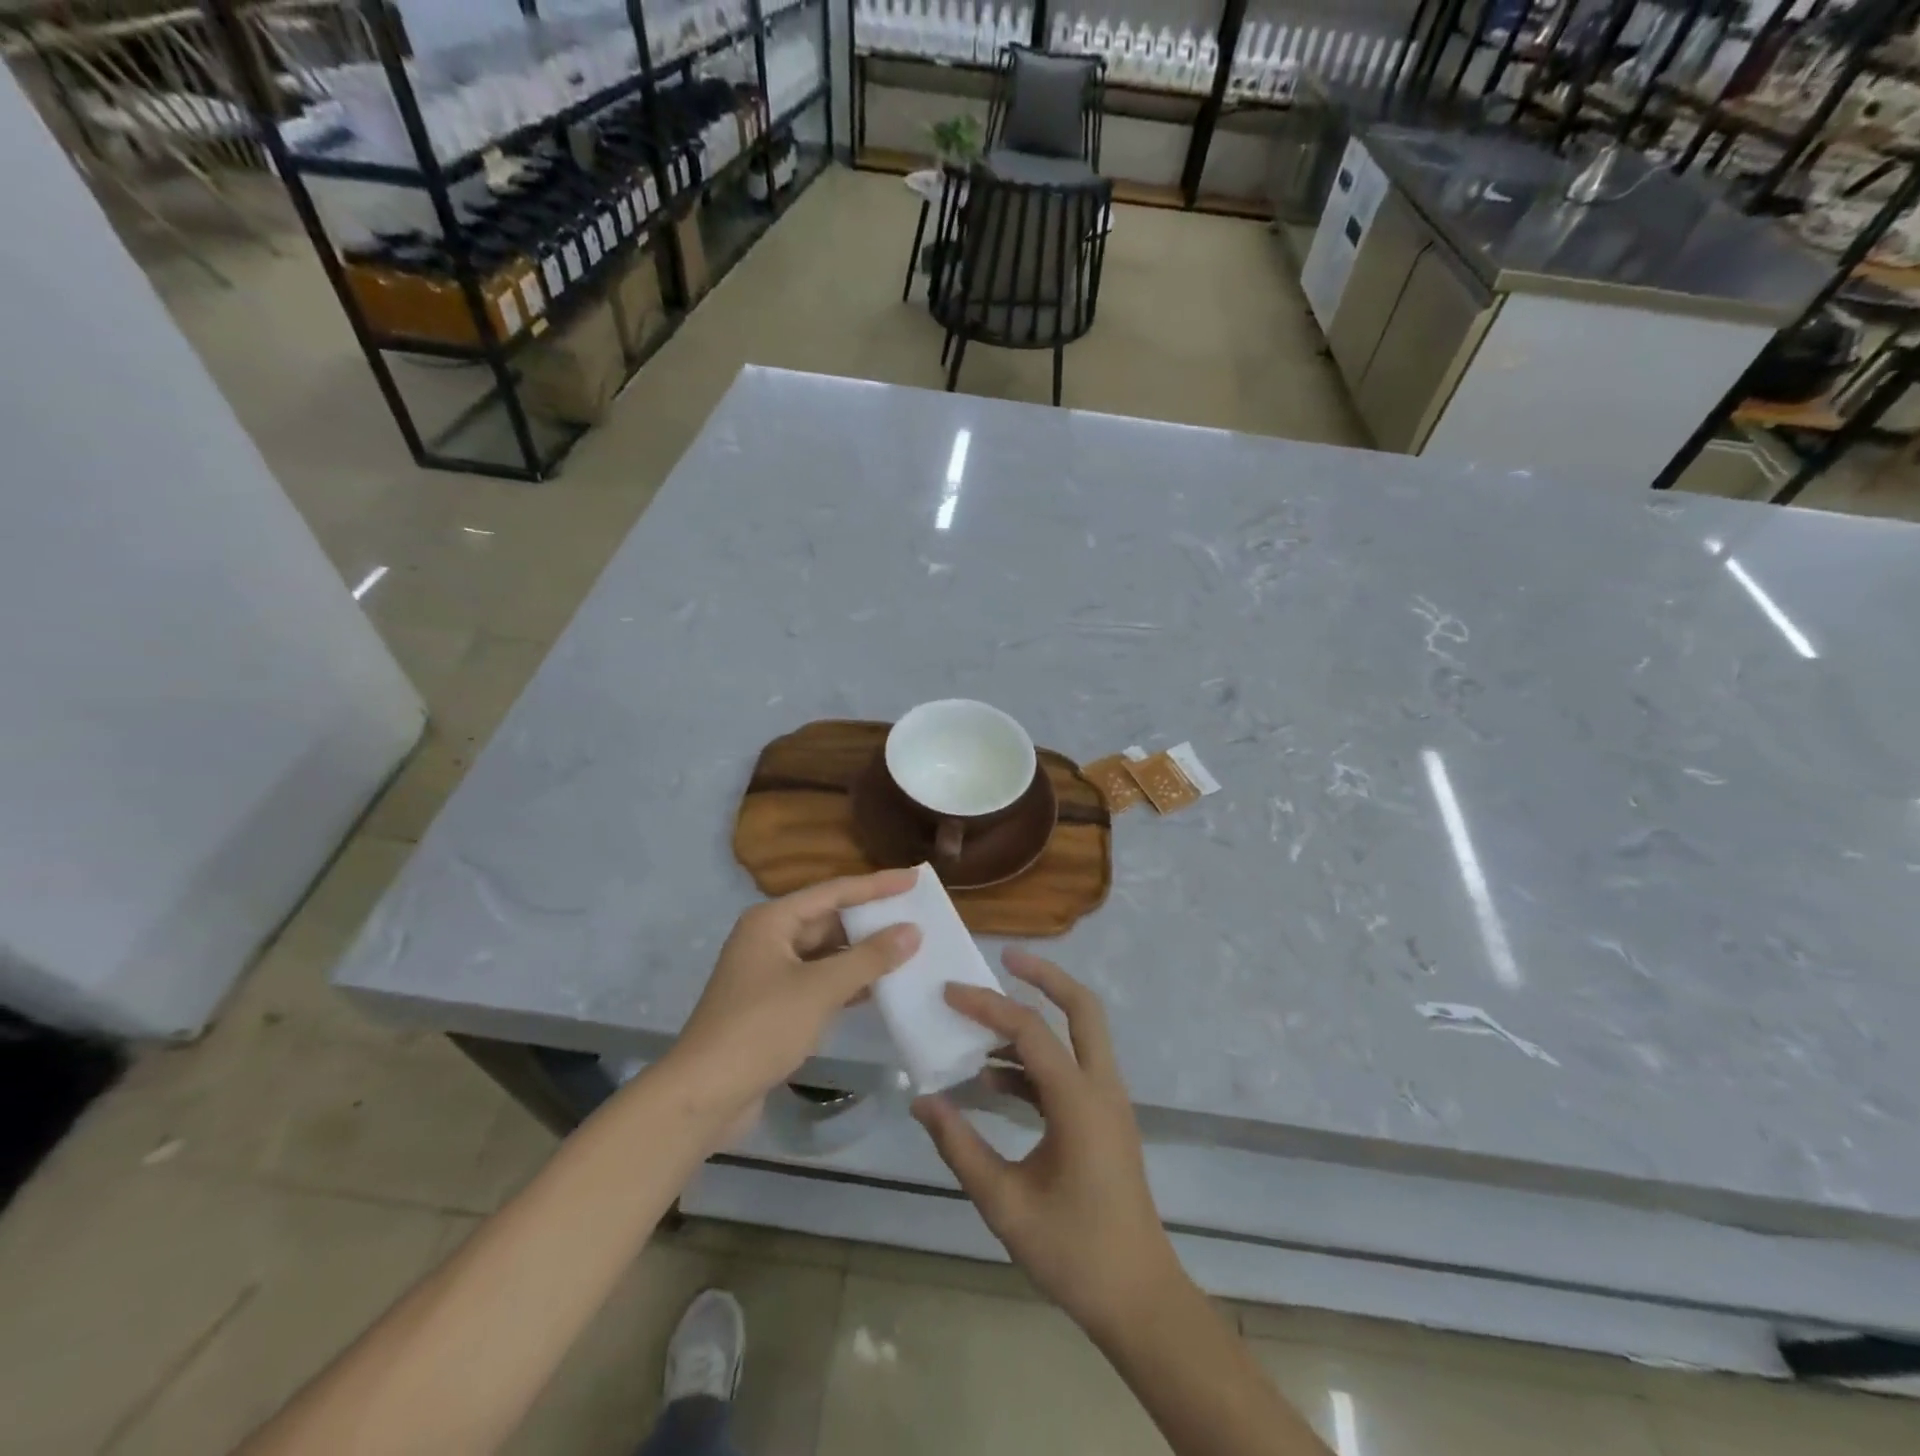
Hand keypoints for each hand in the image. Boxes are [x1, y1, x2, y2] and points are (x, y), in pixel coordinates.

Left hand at [666, 869, 920, 1131]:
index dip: (876, 885)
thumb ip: (869, 958)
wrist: (703, 1096)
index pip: (834, 892)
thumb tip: (912, 931)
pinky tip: (881, 987)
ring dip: (863, 953)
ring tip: (909, 948)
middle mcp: (770, 938)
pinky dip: (849, 981)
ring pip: (826, 953)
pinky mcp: (775, 1005)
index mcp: (772, 921)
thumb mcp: (820, 989)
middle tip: (916, 915)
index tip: (914, 879)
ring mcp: (771, 973)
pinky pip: (820, 981)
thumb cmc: (761, 1028)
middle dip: (871, 920)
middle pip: (829, 919)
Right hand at [912, 950, 1185, 1340]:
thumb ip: (960, 1147)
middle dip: (1044, 975)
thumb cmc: (1074, 1252)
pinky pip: (1070, 1069)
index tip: (948, 992)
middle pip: (1081, 1007)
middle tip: (1004, 957)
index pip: (1030, 1030)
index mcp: (1079, 1100)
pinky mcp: (1103, 1119)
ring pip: (1079, 1034)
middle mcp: (1101, 1087)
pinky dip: (1036, 1061)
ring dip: (1037, 1019)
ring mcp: (1107, 1102)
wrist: (1139, 1300)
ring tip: (982, 1023)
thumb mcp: (1005, 1203)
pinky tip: (993, 1081)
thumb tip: (921, 1101)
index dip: (986, 1005)